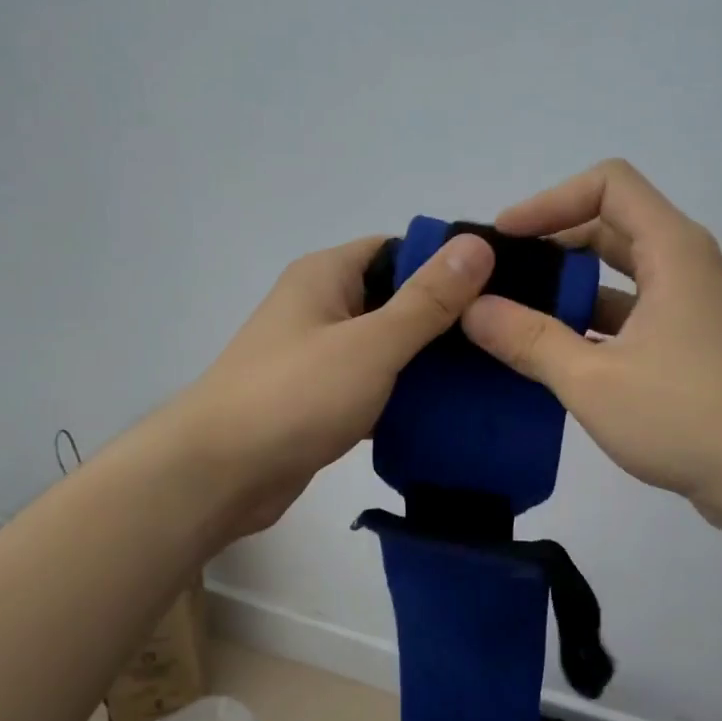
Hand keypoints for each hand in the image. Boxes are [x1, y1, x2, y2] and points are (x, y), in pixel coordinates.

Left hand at [163, 231, 496, 541]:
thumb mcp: (371, 343)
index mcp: (326, 275)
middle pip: (396, 300)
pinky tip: (448, 413)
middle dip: (445, 319)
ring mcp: (318, 356)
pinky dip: (403, 397)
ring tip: (489, 377)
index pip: (399, 250)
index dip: (447, 264)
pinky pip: (373, 386)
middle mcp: (320, 307)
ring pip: (387, 348)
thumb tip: (477, 245)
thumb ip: (427, 300)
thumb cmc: (295, 396)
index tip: (499, 289)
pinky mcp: (319, 401)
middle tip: (503, 339)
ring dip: (427, 363)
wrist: (219, 475)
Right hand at [461, 160, 721, 534]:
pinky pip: (626, 313)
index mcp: (671, 250)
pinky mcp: (685, 342)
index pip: (607, 185)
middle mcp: (682, 265)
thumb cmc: (683, 416)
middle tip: (498, 279)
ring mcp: (686, 306)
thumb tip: (472, 308)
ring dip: (566, 289)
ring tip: (509, 317)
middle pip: (609, 226)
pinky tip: (547, 355)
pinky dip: (586, 323)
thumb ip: (528, 340)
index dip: (550, 201)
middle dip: (551, 246)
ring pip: (616, 275)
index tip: (504, 239)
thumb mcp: (592, 379)